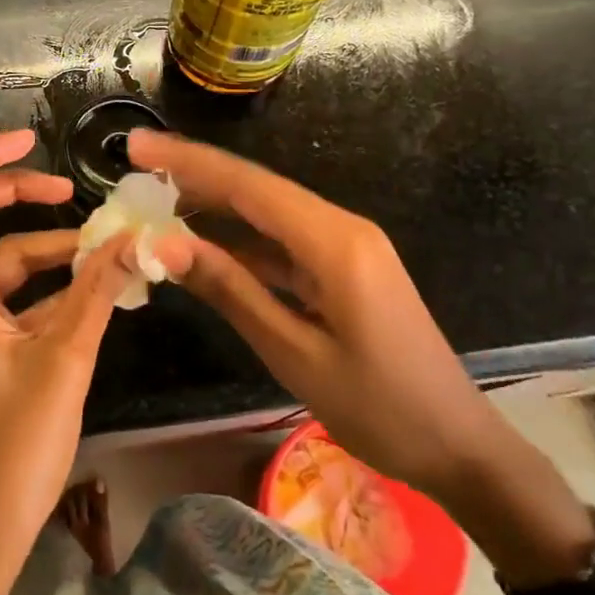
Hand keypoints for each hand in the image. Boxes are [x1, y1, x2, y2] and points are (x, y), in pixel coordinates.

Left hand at [0, 129, 136, 594]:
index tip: (31, 140)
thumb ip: (97, 292)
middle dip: (19, 198)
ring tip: (101, 248)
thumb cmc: (8, 452)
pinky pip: (1, 299)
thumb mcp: (63, 362)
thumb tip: (137, 238)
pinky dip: (40, 289)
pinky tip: (87, 290)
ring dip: (44, 252)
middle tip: (70, 191)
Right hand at [130, 129, 508, 505]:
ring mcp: (344, 245)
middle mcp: (340, 227)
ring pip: (265, 212)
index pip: (247, 185)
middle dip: (193, 175)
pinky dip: (239, 240)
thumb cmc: (381, 410)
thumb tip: (163, 244)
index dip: (187, 161)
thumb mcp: (294, 353)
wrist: (460, 449)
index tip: (136, 146)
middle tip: (134, 169)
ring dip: (212, 206)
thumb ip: (229, 290)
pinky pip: (281, 241)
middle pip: (255, 189)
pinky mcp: (342, 266)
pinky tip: (202, 243)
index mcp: (334, 242)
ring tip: (155, 200)